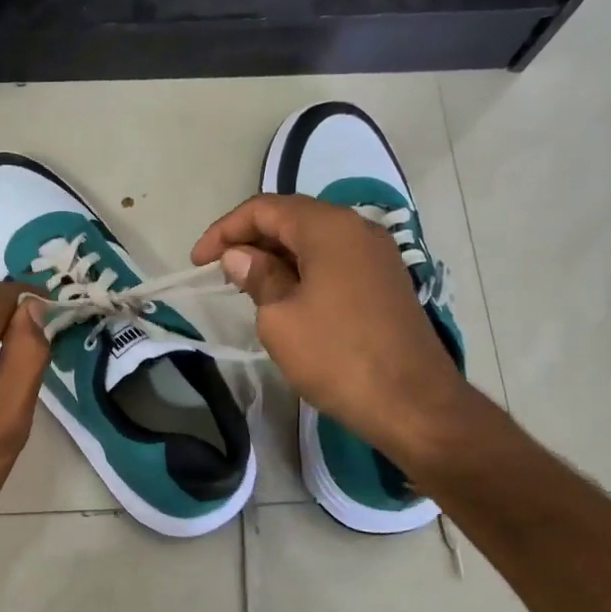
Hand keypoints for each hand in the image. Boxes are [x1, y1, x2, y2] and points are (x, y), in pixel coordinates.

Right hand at [192, 195, 470, 454]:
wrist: (412, 403)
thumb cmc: (337, 356)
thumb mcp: (280, 317)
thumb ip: (257, 276)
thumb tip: (240, 256)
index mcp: (329, 228)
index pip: (265, 209)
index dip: (225, 230)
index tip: (198, 262)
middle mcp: (357, 228)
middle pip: (292, 218)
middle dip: (250, 239)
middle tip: (220, 271)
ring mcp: (377, 254)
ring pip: (314, 239)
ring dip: (276, 255)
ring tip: (246, 284)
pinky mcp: (385, 280)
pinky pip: (334, 259)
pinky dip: (303, 268)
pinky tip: (285, 295)